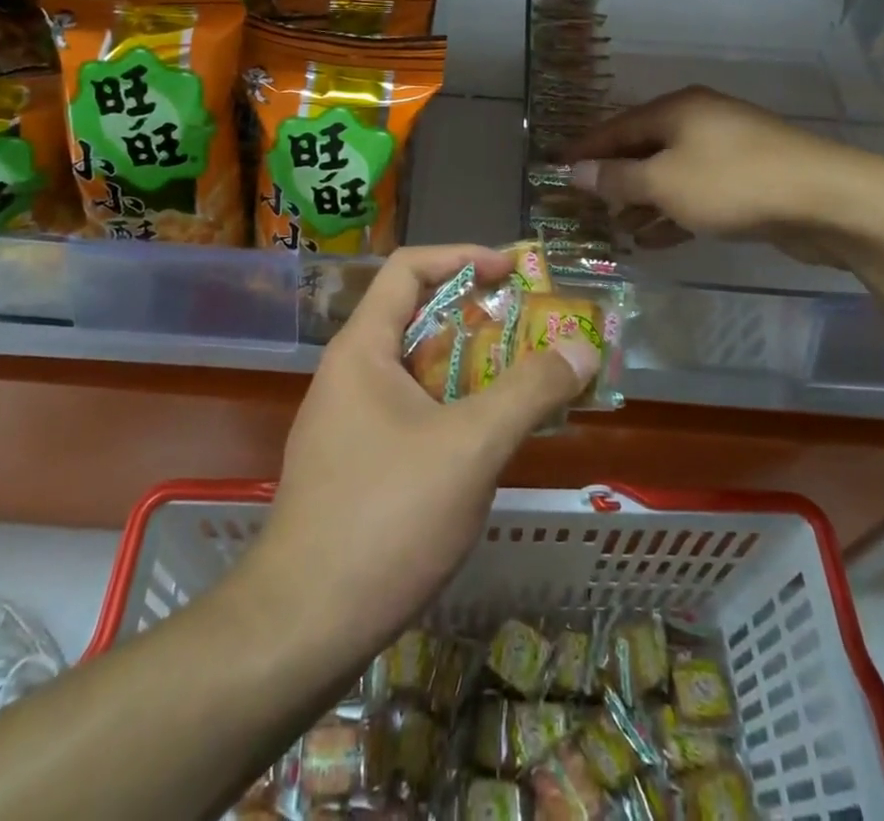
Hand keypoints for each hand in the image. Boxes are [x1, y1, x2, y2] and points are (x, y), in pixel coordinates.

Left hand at [247, 245, 601, 664]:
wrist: (301, 628)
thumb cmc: (385, 517)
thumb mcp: (470, 447)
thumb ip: (529, 392)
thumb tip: (582, 346)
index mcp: (362, 348)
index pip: (409, 268)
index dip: (462, 256)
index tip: (513, 270)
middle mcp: (350, 373)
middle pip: (417, 318)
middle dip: (479, 317)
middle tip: (534, 329)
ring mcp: (349, 422)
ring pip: (418, 371)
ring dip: (472, 367)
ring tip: (525, 380)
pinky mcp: (355, 465)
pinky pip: (413, 413)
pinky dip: (454, 408)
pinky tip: (489, 440)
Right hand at [565, 85, 883, 264]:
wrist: (828, 200)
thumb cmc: (733, 183)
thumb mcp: (664, 182)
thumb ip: (617, 179)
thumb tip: (574, 172)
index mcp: (676, 110)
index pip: (615, 127)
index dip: (584, 149)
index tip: (554, 169)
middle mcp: (699, 122)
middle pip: (643, 149)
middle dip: (614, 180)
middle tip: (584, 207)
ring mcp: (727, 151)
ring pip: (671, 175)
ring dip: (642, 202)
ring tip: (616, 231)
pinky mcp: (748, 181)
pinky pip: (697, 194)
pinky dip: (674, 214)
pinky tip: (655, 241)